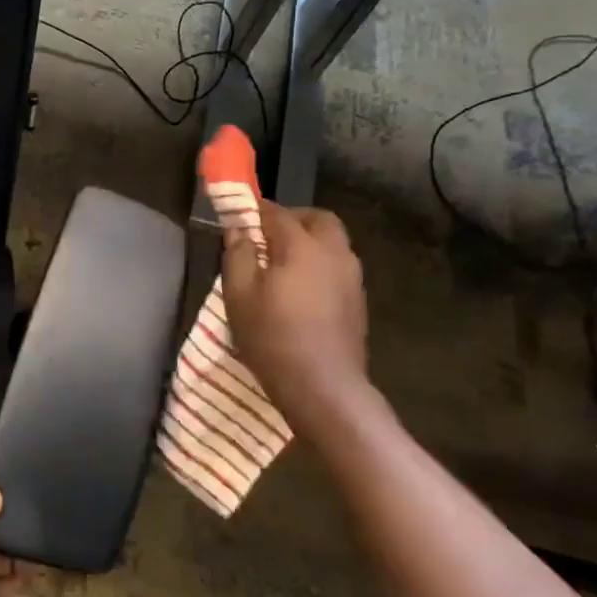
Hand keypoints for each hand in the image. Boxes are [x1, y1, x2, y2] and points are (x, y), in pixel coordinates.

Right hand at [221, 201, 371, 432]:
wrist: (323, 386)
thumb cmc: (272, 336)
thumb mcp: (239, 294)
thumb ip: (238, 254)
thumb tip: (238, 228)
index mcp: (302, 246)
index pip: (277, 213)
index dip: (256, 209)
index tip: (239, 214)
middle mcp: (334, 252)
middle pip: (317, 219)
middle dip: (292, 219)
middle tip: (266, 235)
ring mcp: (351, 277)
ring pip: (332, 242)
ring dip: (308, 241)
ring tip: (281, 264)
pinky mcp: (358, 300)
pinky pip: (338, 266)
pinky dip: (319, 264)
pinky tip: (301, 289)